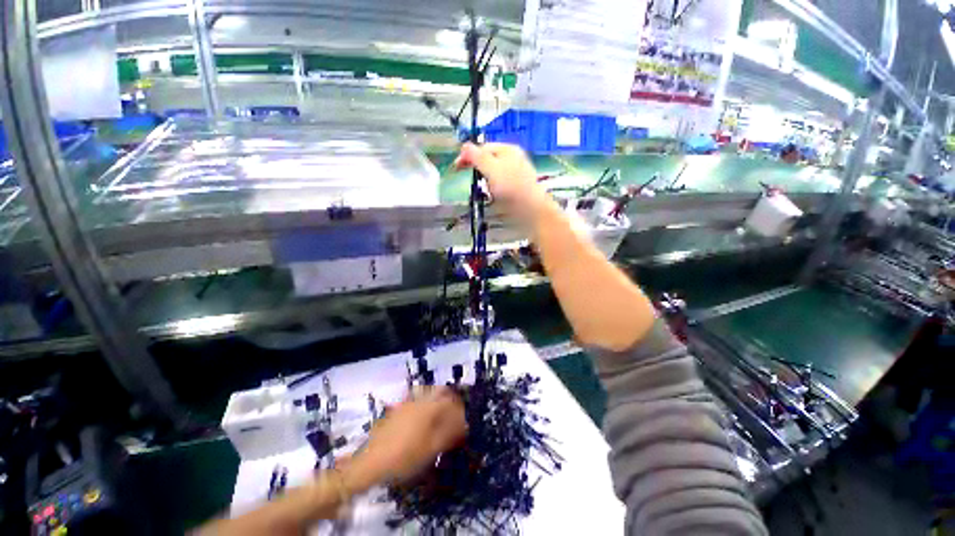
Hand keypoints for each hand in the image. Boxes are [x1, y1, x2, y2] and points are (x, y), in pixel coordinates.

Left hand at [344, 387, 465, 491]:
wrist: (372, 462)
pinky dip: (424, 404)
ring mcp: (406, 403)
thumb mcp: (432, 449)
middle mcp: (419, 400)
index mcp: (429, 408)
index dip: (459, 410)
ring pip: (428, 393)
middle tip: (453, 416)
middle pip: (440, 391)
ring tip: (440, 418)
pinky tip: (422, 420)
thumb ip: (449, 434)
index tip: (463, 422)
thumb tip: (463, 425)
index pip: (450, 401)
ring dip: (437, 400)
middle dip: (450, 400)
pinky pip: (416, 400)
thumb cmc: (405, 457)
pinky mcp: (397, 409)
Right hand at [453, 142, 551, 223]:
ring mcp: (514, 175)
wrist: (531, 210)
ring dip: (484, 181)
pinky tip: (492, 197)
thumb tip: (464, 146)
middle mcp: (512, 160)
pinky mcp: (514, 189)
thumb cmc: (512, 187)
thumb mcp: (491, 169)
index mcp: (507, 150)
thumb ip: (477, 157)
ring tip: (483, 190)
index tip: (456, 167)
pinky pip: (498, 186)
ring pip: (492, 174)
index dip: (468, 156)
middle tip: (469, 179)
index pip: (482, 148)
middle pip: (488, 160)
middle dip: (477, 169)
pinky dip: (492, 190)